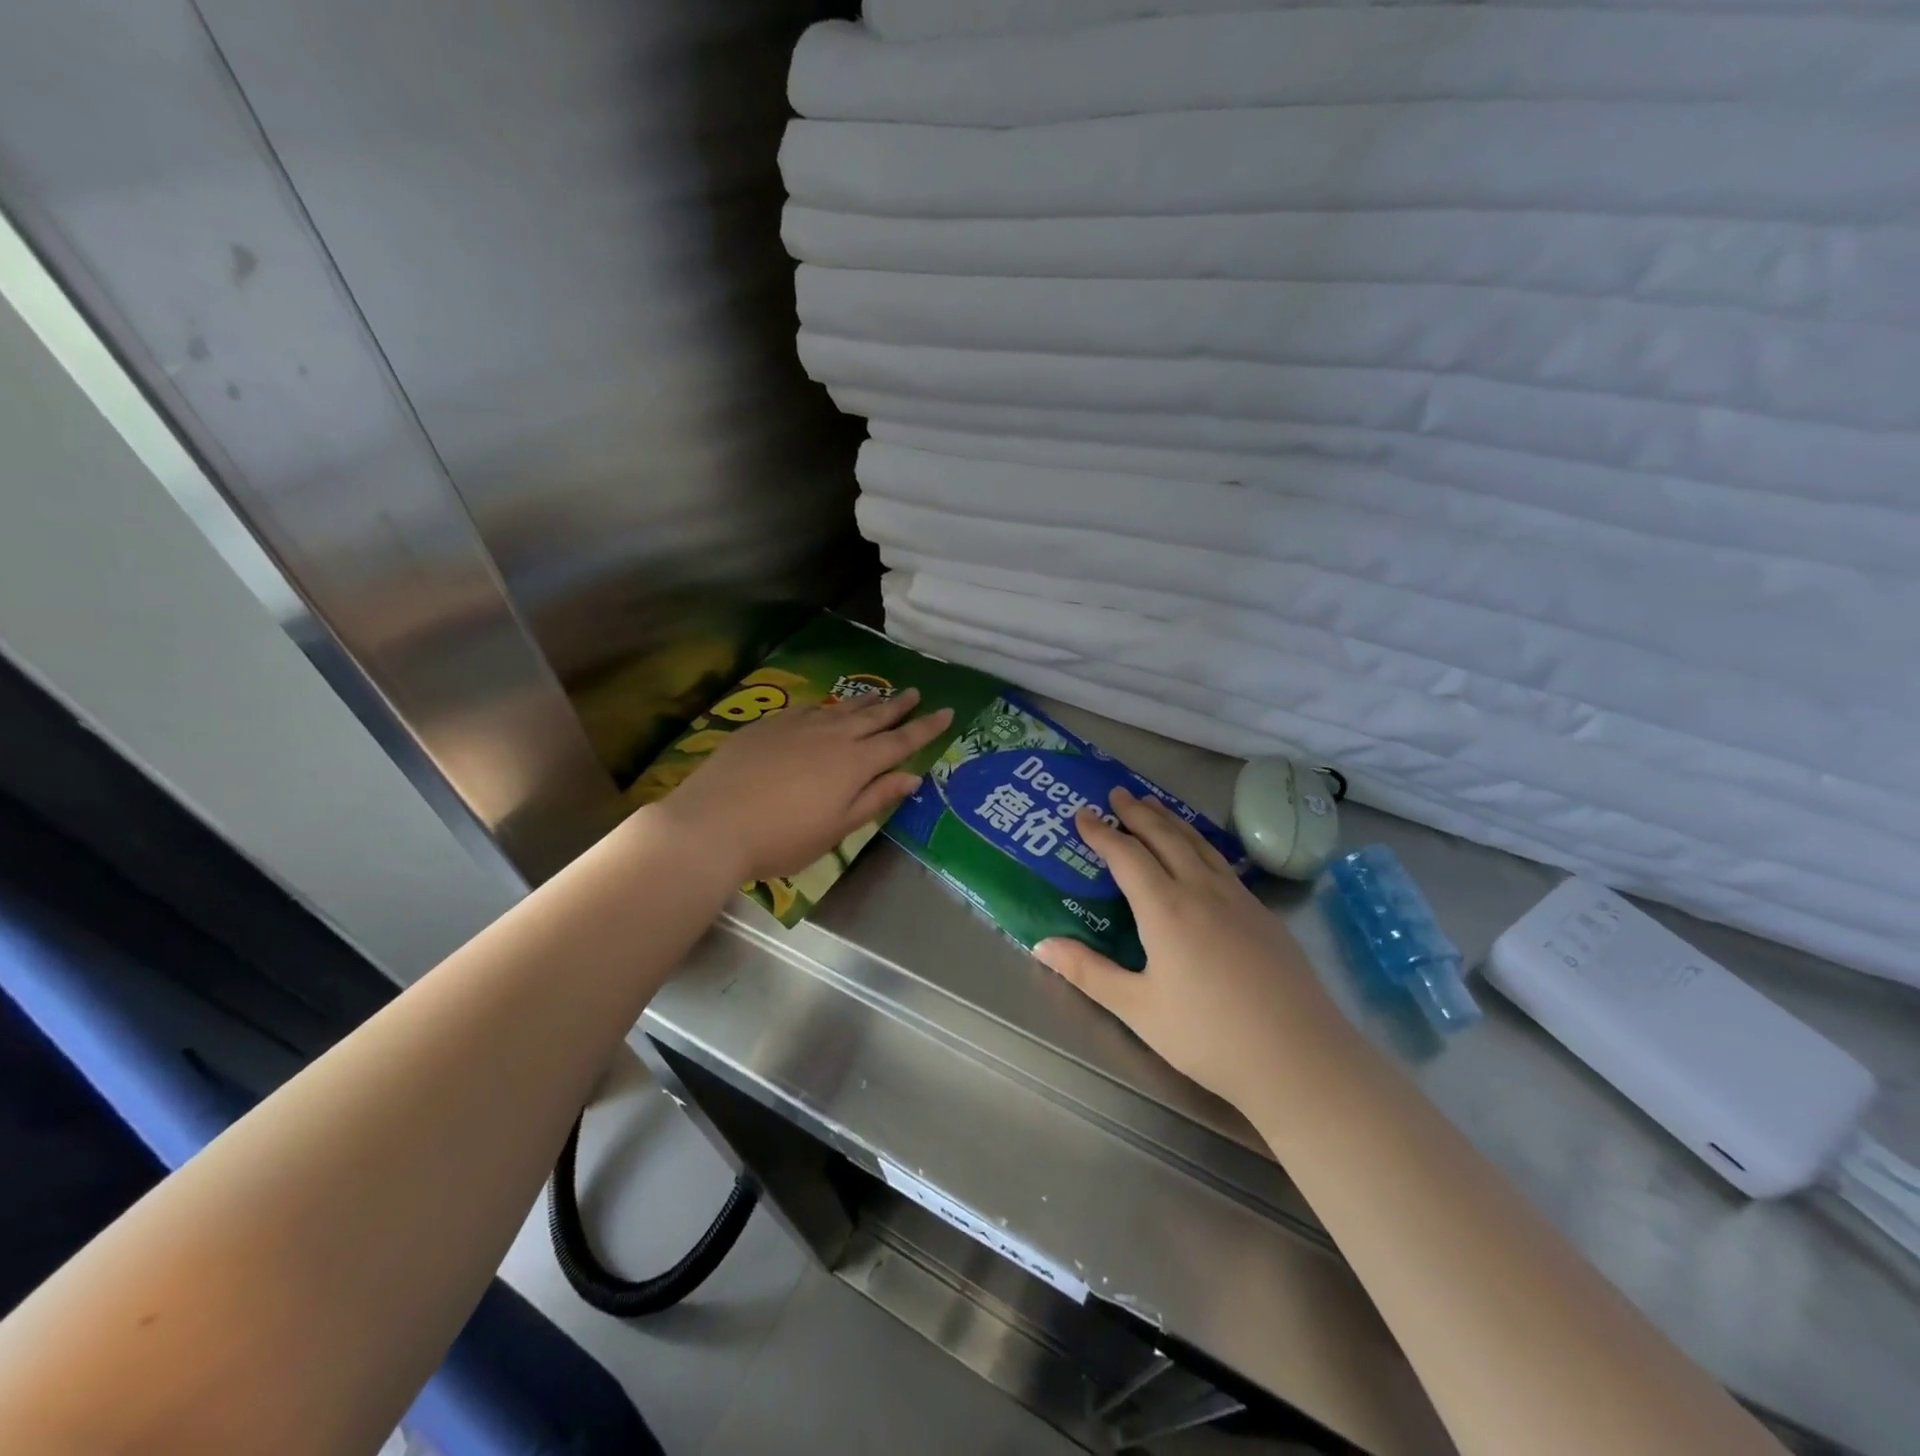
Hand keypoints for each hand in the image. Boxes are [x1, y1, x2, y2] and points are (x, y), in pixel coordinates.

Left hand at [655, 688, 953, 884]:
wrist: (712, 824)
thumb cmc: (782, 839)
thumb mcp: (836, 829)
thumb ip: (875, 799)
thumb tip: (912, 777)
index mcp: (854, 764)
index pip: (900, 741)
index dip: (925, 728)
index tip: (947, 711)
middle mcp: (831, 737)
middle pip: (873, 717)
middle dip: (898, 706)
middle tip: (917, 692)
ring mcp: (797, 726)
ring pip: (840, 708)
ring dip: (864, 701)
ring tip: (880, 693)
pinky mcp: (768, 725)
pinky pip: (808, 709)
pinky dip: (826, 707)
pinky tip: (826, 708)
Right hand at [1035, 788, 1336, 1109]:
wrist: (1300, 1058)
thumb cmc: (1208, 1036)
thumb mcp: (1138, 1009)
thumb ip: (1088, 972)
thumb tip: (1041, 945)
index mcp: (1166, 909)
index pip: (1127, 855)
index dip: (1102, 833)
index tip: (1082, 814)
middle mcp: (1202, 891)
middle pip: (1166, 837)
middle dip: (1138, 813)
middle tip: (1118, 793)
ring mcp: (1238, 900)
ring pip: (1199, 844)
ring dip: (1171, 821)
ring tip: (1154, 806)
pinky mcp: (1263, 915)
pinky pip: (1222, 863)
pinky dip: (1199, 844)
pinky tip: (1201, 855)